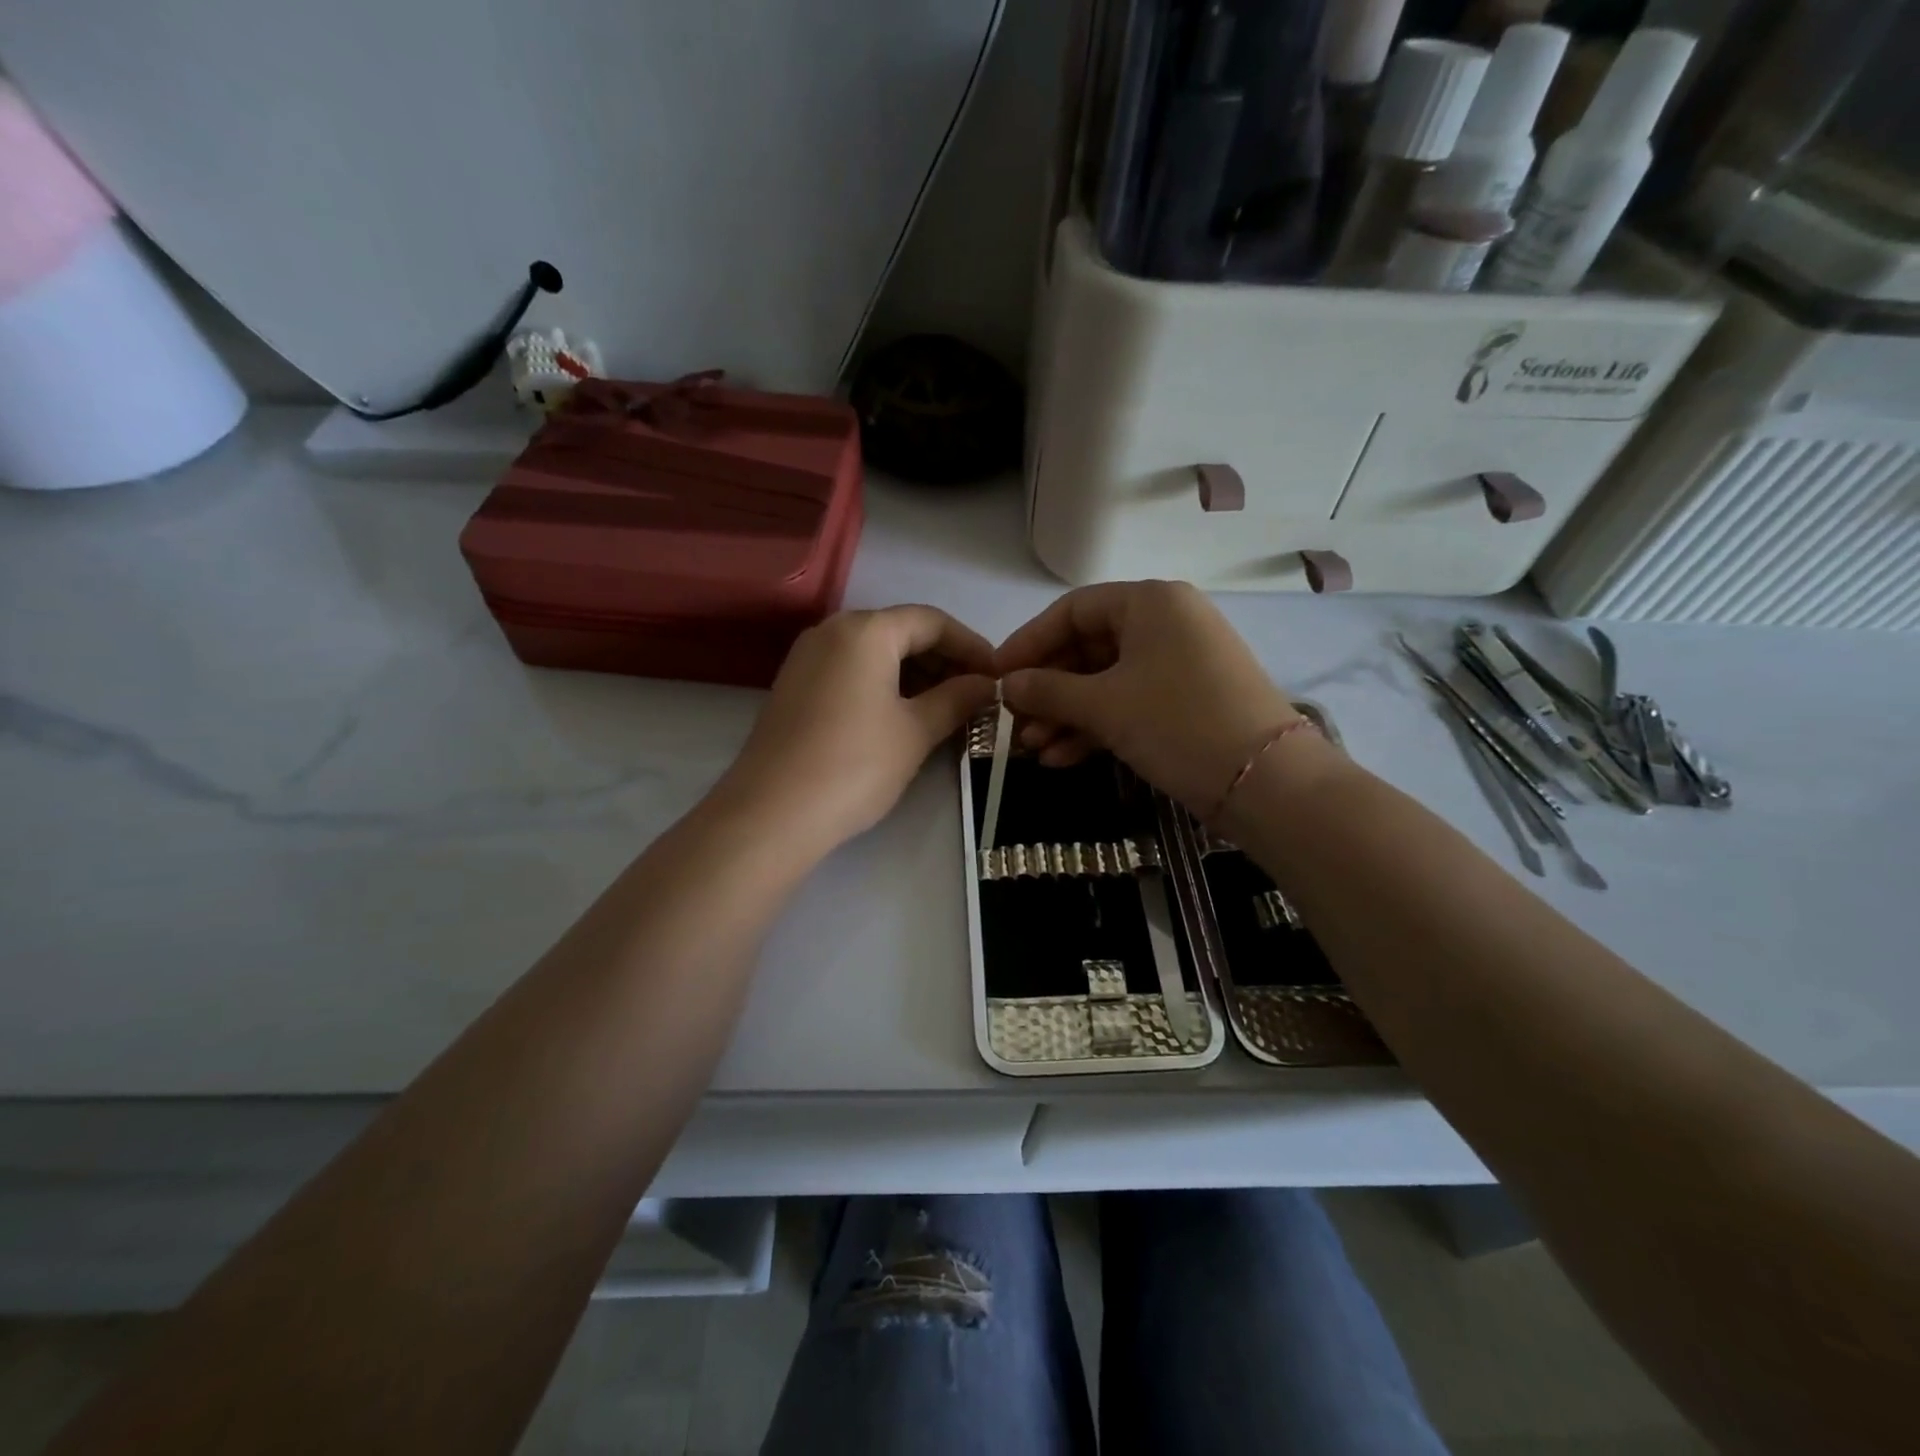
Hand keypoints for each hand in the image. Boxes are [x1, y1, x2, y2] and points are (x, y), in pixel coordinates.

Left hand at [719, 606, 996, 852]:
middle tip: (976, 696)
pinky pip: (852, 672)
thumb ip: (957, 699)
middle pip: (902, 632)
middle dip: (944, 661)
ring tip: (948, 709)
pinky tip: (906, 716)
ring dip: (916, 675)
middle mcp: (832, 631)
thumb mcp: (916, 731)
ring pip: (876, 653)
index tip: (998, 676)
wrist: (771, 814)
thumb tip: (987, 685)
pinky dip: (885, 686)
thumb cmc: (854, 765)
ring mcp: (808, 658)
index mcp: (865, 630)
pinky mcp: (796, 687)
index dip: (972, 646)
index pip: (932, 621)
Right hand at [996, 580, 1315, 813]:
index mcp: (1150, 602)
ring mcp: (1179, 664)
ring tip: (1031, 749)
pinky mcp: (1187, 701)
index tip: (997, 676)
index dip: (1029, 643)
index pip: (1072, 611)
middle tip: (1012, 722)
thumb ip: (1048, 690)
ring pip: (1106, 682)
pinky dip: (1095, 727)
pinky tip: (1061, 758)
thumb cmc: (1178, 723)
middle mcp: (1166, 623)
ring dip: (1066, 715)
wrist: (1267, 782)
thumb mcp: (1104, 705)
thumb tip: (1006, 686)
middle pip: (1087, 648)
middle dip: (1047, 690)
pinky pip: (1129, 703)